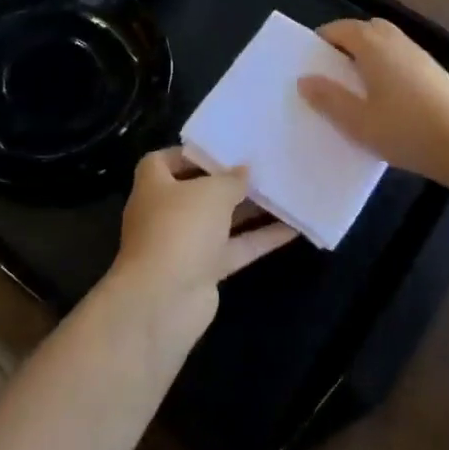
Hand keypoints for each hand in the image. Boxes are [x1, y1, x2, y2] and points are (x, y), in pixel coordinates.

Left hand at [107, 148, 297, 340]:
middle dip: (229, 181)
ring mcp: (185, 244)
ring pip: (222, 221)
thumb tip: (244, 170)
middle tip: (263, 168)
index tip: (223, 149)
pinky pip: (236, 248)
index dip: (192, 154)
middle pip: (199, 191)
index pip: (165, 161)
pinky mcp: (205, 271)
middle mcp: (166, 212)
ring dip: (251, 209)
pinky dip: (261, 239)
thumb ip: (231, 179)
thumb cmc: (180, 228)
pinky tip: (293, 227)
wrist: (163, 300)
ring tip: (284, 191)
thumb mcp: (211, 192)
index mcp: (154, 185)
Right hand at [298, 17, 448, 186]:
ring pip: (389, 42)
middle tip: (334, 68)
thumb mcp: (358, 122)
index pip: (343, 28)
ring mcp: (421, 56)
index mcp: (374, 47)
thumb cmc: (405, 131)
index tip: (311, 58)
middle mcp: (398, 42)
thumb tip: (305, 79)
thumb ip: (329, 99)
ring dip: (370, 53)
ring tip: (358, 84)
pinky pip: (403, 57)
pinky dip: (389, 65)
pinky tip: (388, 97)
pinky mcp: (437, 73)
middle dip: (348, 41)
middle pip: (368, 28)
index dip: (324, 38)